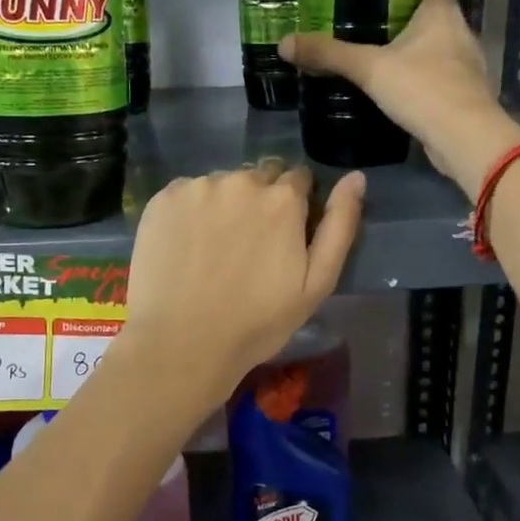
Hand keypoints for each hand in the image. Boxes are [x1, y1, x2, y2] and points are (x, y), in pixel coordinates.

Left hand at [122, 161, 364, 397]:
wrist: (182, 344)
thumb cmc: (258, 322)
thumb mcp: (317, 283)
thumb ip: (340, 225)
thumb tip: (356, 177)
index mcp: (282, 198)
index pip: (298, 178)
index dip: (295, 204)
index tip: (285, 233)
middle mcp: (240, 181)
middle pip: (259, 177)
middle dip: (261, 200)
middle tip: (249, 244)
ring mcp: (197, 188)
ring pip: (222, 184)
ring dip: (226, 203)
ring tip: (215, 248)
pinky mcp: (163, 199)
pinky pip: (187, 193)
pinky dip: (191, 210)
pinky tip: (188, 245)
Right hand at [281, 0, 519, 192]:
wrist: (465, 140)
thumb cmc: (424, 89)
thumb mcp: (370, 69)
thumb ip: (329, 54)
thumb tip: (284, 43)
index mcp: (442, 13)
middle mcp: (459, 32)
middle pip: (432, 11)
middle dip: (402, 12)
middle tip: (365, 14)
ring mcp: (465, 65)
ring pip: (435, 45)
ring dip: (411, 46)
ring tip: (374, 48)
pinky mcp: (462, 94)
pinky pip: (436, 75)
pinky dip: (417, 75)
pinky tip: (394, 84)